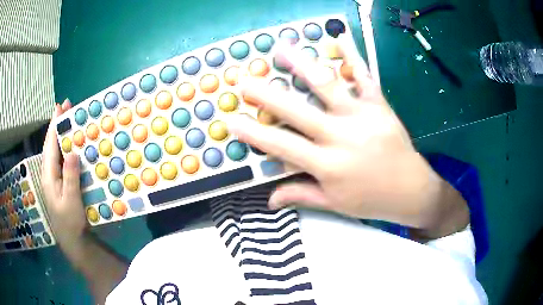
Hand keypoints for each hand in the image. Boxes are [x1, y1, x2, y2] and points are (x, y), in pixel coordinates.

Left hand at [41, 99, 86, 244]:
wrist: (71, 239)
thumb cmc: (70, 221)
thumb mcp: (70, 201)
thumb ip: (70, 177)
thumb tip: (73, 152)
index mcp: (49, 175)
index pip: (50, 144)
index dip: (54, 124)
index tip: (61, 106)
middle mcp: (49, 172)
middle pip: (51, 143)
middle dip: (58, 124)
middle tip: (67, 106)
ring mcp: (54, 177)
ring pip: (56, 150)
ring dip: (62, 134)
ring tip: (70, 120)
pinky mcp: (60, 181)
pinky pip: (61, 159)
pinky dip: (66, 147)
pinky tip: (72, 144)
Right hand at [232, 43, 467, 231]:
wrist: (411, 190)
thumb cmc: (371, 200)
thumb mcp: (334, 204)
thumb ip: (301, 195)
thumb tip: (269, 199)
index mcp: (328, 165)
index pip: (282, 146)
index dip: (255, 133)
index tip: (232, 120)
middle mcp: (342, 137)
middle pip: (298, 111)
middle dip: (266, 95)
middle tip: (244, 80)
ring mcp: (362, 116)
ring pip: (328, 85)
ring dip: (302, 64)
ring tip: (281, 48)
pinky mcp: (380, 106)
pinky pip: (365, 77)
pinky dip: (353, 56)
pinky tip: (340, 38)